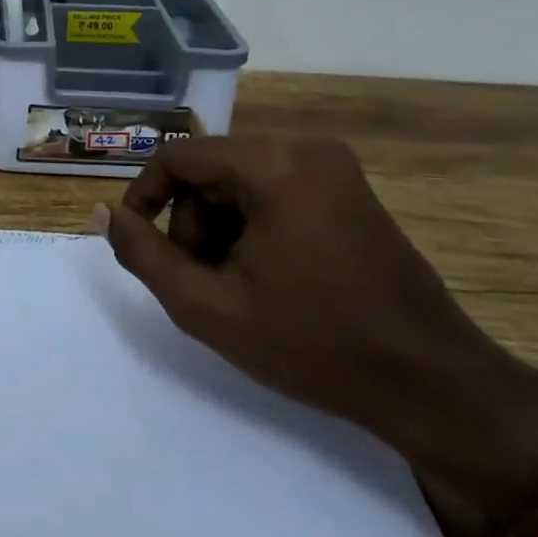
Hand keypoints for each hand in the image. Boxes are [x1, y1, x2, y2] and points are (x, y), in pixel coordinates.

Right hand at [92, 135, 523, 460]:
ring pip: (238, 183)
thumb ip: (142, 254)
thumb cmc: (314, 345)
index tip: (137, 245)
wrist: (434, 386)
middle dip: (190, 224)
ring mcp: (334, 169)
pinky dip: (254, 228)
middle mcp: (304, 149)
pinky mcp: (350, 192)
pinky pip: (273, 192)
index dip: (143, 197)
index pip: (176, 157)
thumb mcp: (207, 306)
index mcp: (272, 164)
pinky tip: (269, 278)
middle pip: (208, 170)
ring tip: (237, 287)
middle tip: (202, 282)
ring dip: (220, 229)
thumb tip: (103, 214)